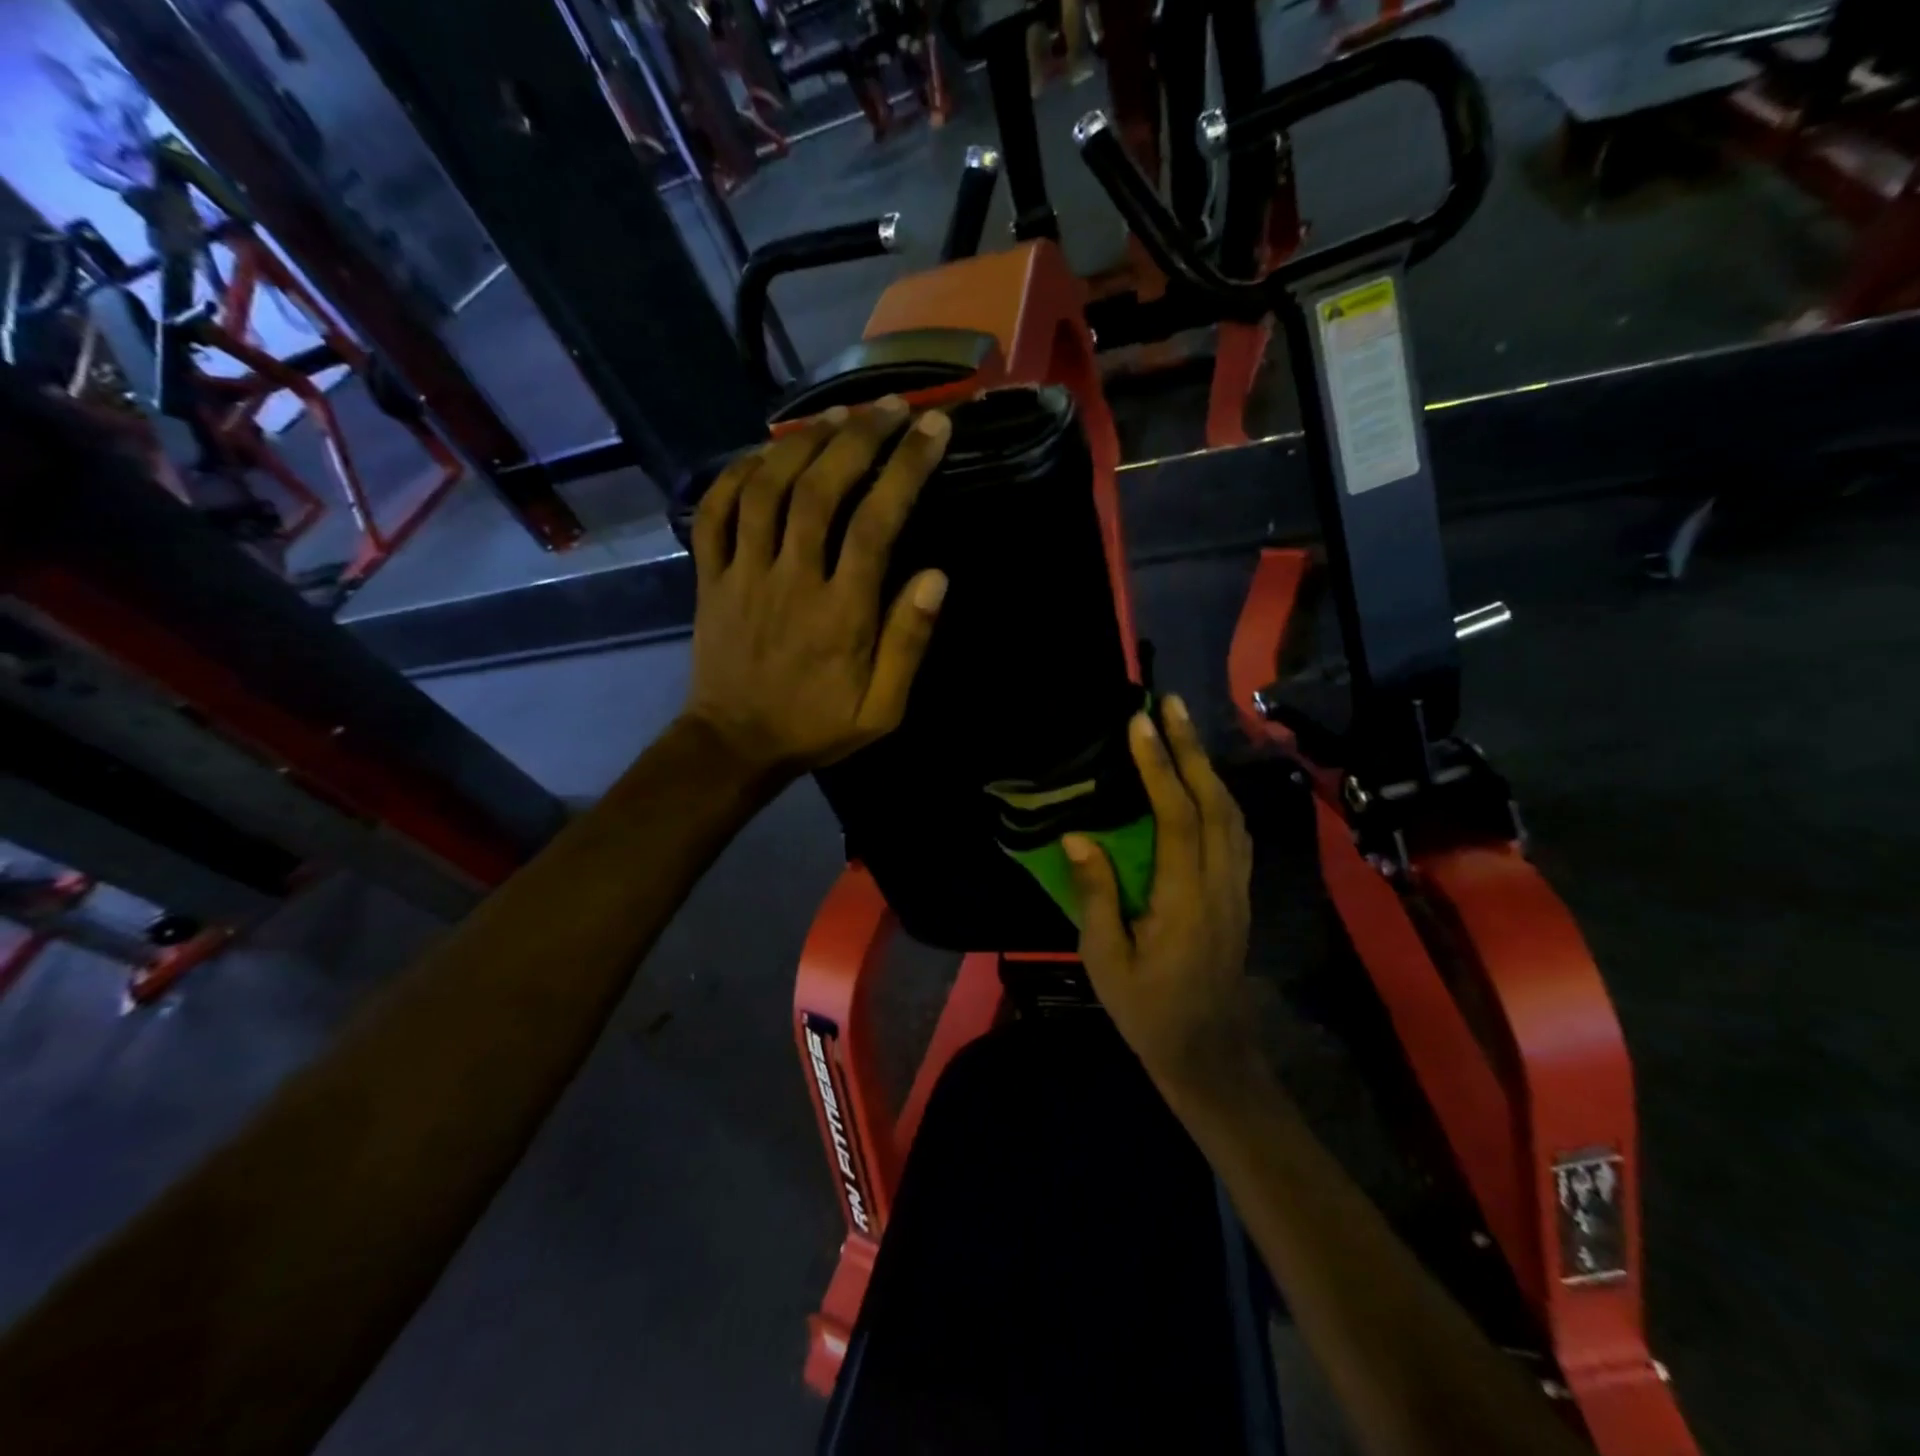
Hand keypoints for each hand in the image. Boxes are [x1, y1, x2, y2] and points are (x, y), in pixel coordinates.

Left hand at [681, 398, 952, 777]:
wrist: (735, 745)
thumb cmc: (817, 727)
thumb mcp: (881, 710)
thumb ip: (908, 644)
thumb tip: (937, 576)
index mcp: (841, 613)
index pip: (877, 523)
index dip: (907, 469)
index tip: (933, 429)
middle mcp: (791, 580)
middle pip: (820, 490)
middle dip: (858, 438)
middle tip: (888, 407)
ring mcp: (742, 574)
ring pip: (765, 490)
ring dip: (801, 444)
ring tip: (836, 416)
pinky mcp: (709, 578)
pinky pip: (714, 513)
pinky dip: (736, 474)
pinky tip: (763, 454)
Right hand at [1064, 697, 1260, 1098]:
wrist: (1209, 1052)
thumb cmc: (1149, 1010)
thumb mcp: (1107, 960)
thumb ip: (1096, 895)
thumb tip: (1077, 837)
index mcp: (1185, 897)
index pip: (1175, 815)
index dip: (1158, 766)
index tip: (1140, 723)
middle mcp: (1219, 881)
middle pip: (1213, 801)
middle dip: (1191, 748)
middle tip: (1170, 704)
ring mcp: (1235, 887)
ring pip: (1230, 812)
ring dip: (1207, 766)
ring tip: (1183, 732)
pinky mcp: (1238, 894)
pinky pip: (1234, 831)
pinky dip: (1218, 795)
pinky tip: (1202, 784)